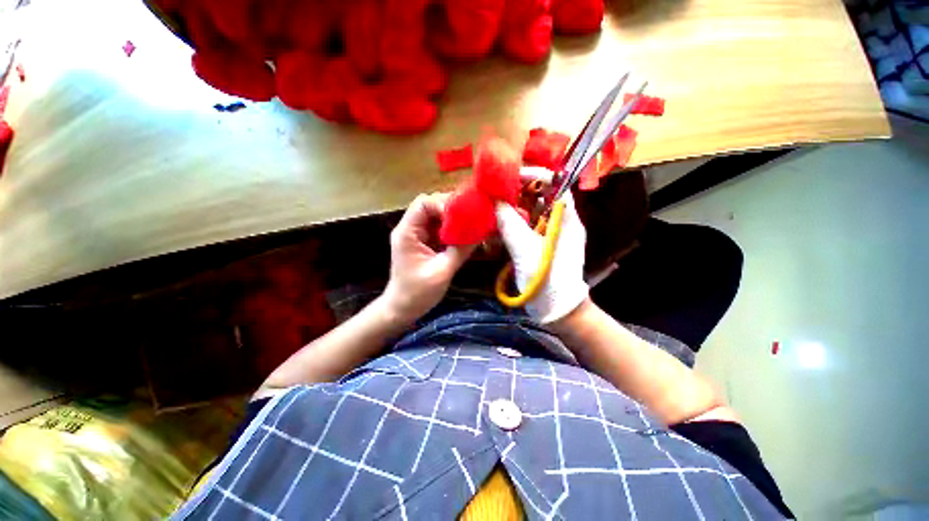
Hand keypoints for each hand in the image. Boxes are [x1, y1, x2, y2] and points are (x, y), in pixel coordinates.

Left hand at [383, 193, 476, 322]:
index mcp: (407, 233)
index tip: (462, 215)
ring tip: (471, 224)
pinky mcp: (423, 243)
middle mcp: (410, 229)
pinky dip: (451, 229)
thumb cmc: (417, 293)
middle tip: (471, 217)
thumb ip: (460, 250)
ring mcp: (416, 236)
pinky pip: (438, 228)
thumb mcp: (442, 271)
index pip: (423, 203)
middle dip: (451, 209)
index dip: (443, 204)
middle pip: (430, 206)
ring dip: (453, 219)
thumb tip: (480, 233)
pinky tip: (464, 235)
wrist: (402, 309)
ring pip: (435, 216)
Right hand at [495, 189, 587, 323]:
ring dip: (516, 206)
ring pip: (534, 209)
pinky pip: (530, 224)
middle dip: (520, 190)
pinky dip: (516, 221)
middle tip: (497, 192)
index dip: (533, 175)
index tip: (510, 179)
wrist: (557, 308)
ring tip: (496, 205)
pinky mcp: (544, 243)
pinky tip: (501, 223)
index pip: (555, 182)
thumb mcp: (524, 249)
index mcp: (566, 218)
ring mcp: (553, 232)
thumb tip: (495, 201)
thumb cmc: (546, 278)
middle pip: (542, 194)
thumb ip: (509, 223)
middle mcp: (562, 221)